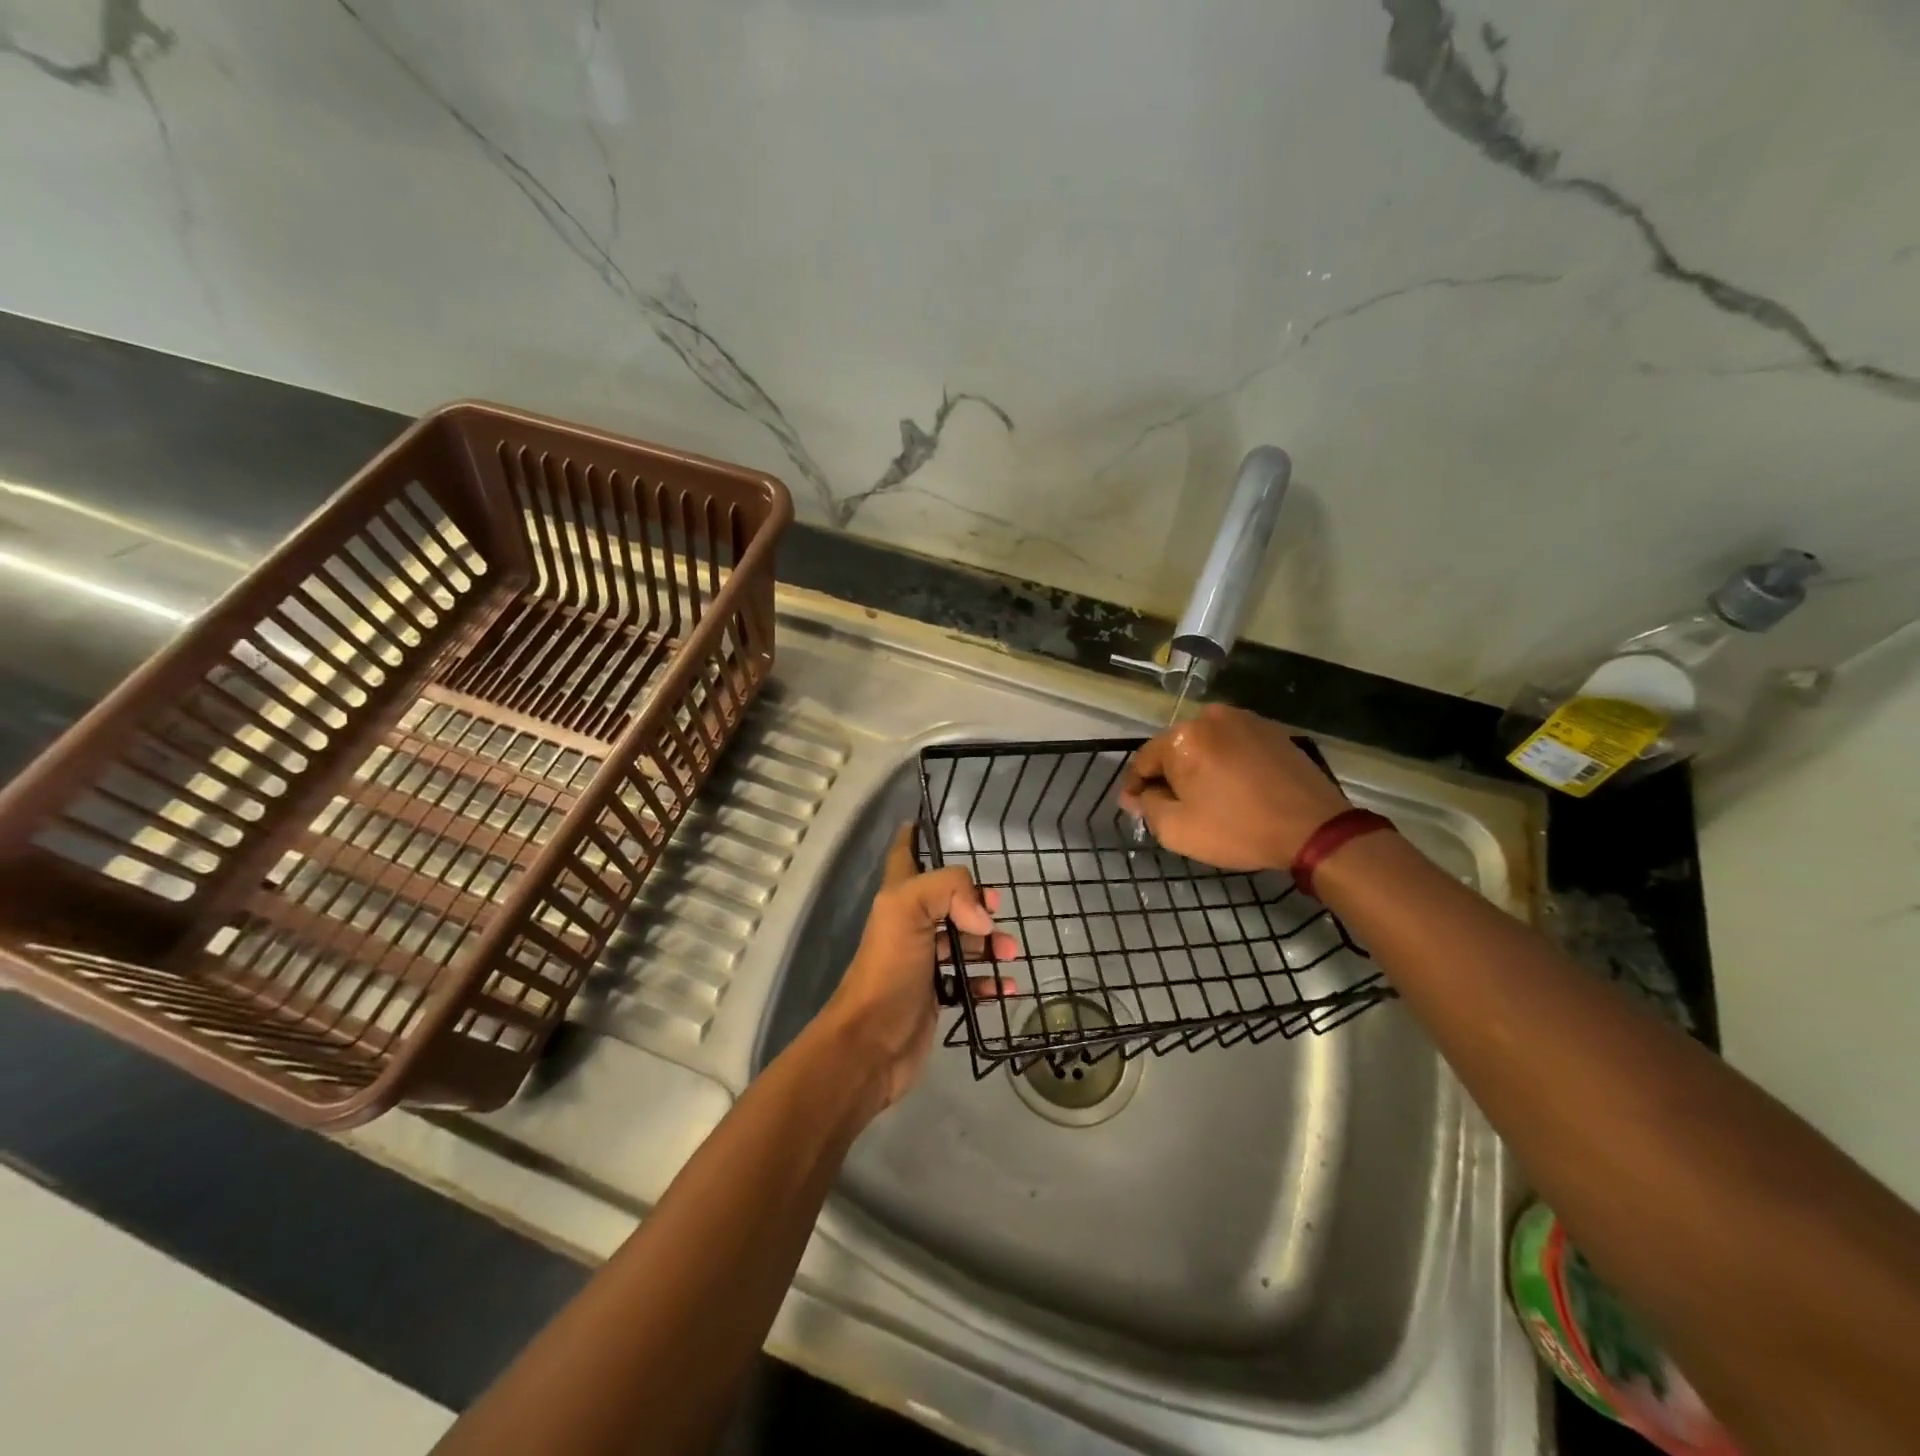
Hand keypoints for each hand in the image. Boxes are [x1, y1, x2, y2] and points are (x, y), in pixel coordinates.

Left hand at [818, 824, 1018, 1111]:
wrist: (870, 1045)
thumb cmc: (887, 969)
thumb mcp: (908, 910)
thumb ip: (949, 890)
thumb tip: (984, 917)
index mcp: (898, 898)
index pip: (906, 854)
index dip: (916, 836)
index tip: (930, 822)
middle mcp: (909, 925)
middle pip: (946, 900)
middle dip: (974, 900)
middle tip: (998, 906)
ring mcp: (922, 962)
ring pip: (961, 941)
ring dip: (988, 942)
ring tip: (1010, 952)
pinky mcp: (934, 996)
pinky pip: (968, 982)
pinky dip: (989, 981)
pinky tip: (1007, 986)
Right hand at [1118, 703, 1351, 870]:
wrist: (1314, 828)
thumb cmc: (1238, 829)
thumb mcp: (1177, 830)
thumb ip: (1147, 807)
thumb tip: (1136, 795)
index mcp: (1182, 738)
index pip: (1143, 760)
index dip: (1134, 786)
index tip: (1134, 806)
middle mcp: (1210, 717)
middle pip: (1175, 748)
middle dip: (1168, 774)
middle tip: (1171, 805)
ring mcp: (1244, 719)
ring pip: (1205, 744)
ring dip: (1198, 766)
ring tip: (1205, 796)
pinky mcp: (1271, 730)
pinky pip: (1233, 744)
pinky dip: (1225, 762)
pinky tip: (1233, 786)